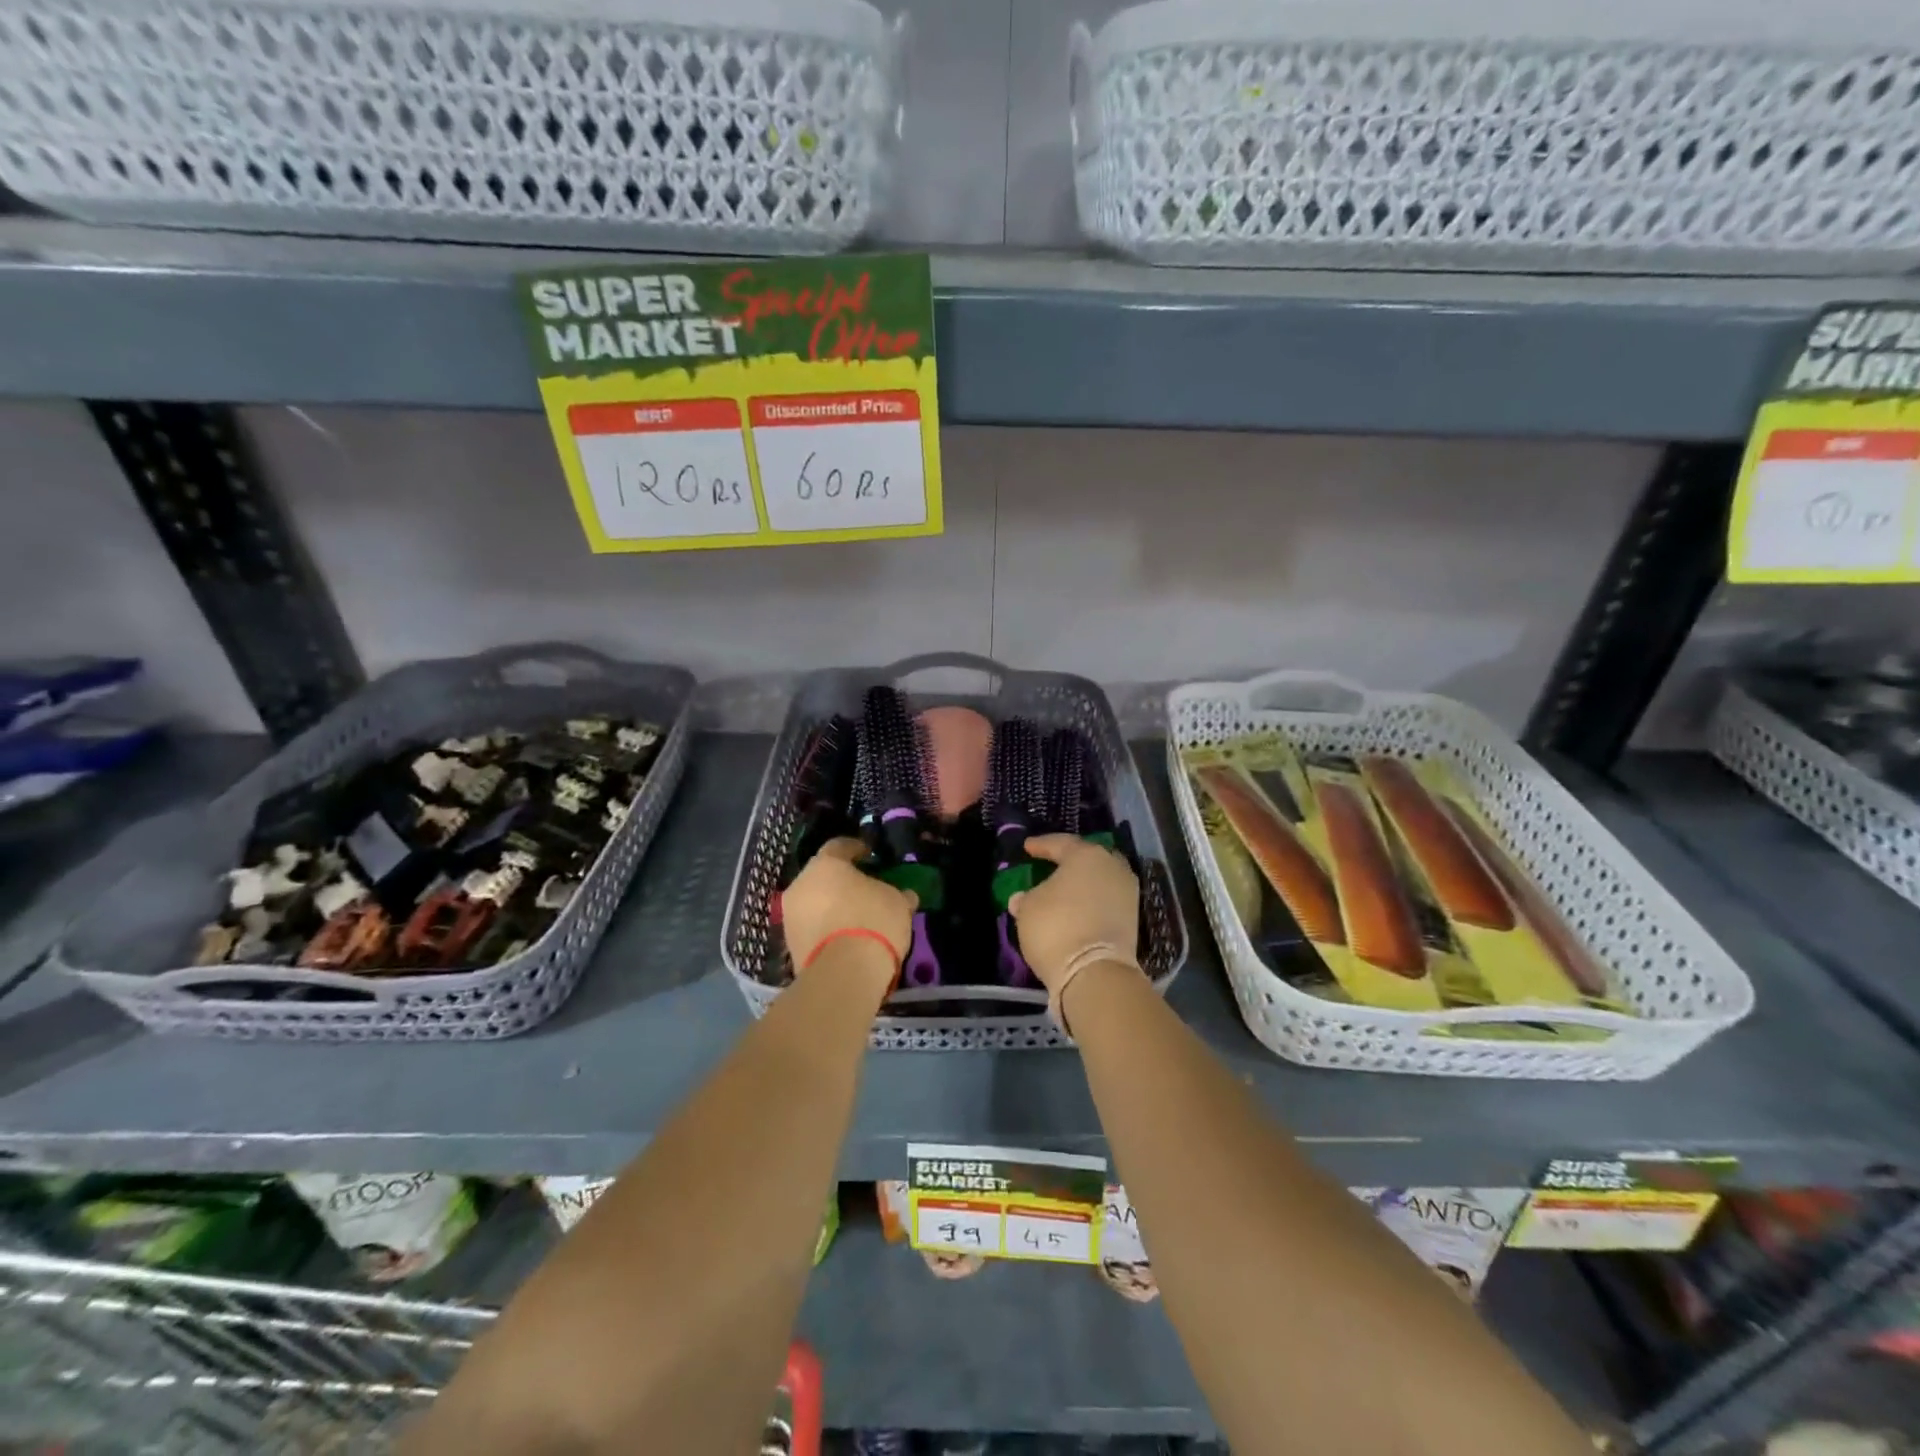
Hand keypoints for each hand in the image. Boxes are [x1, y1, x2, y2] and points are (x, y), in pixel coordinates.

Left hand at [782, 838, 916, 973]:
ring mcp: (790, 915)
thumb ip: (896, 893)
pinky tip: (844, 938)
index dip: (857, 849)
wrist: (842, 974)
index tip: (870, 855)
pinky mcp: (789, 945)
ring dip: (830, 906)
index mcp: (826, 864)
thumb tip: (904, 894)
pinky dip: (825, 928)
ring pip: (813, 902)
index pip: (840, 846)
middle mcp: (801, 884)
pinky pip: (810, 927)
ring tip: (854, 917)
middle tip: (863, 889)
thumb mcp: (897, 902)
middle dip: (841, 880)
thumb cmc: (872, 922)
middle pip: (822, 875)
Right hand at [1009, 835, 1140, 991]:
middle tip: (1051, 863)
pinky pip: (1106, 900)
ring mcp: (1127, 893)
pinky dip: (1092, 901)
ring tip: (1064, 888)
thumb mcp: (1028, 909)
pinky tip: (1077, 907)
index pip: (1060, 843)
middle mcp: (1112, 867)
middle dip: (1069, 860)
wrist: (1095, 972)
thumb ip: (1027, 898)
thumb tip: (1022, 898)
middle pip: (1087, 858)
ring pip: (1100, 879)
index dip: (1041, 845)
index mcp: (1086, 855)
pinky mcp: (1132, 918)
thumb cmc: (1055, 927)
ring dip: (1083, 882)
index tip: (1027, 847)